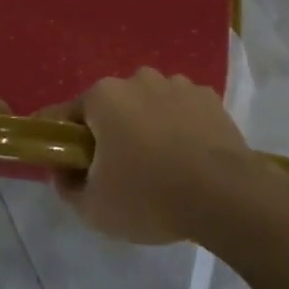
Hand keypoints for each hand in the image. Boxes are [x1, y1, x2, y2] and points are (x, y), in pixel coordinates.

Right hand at [47, 69, 251, 244]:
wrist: (225, 197)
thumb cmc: (149, 198)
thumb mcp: (93, 208)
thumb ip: (66, 186)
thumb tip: (62, 171)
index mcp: (103, 97)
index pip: (67, 114)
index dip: (63, 140)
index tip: (68, 164)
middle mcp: (138, 79)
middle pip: (111, 107)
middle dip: (110, 133)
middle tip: (118, 172)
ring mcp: (177, 85)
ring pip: (148, 105)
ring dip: (147, 127)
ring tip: (160, 167)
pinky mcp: (208, 98)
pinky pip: (181, 110)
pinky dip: (179, 127)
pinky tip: (188, 158)